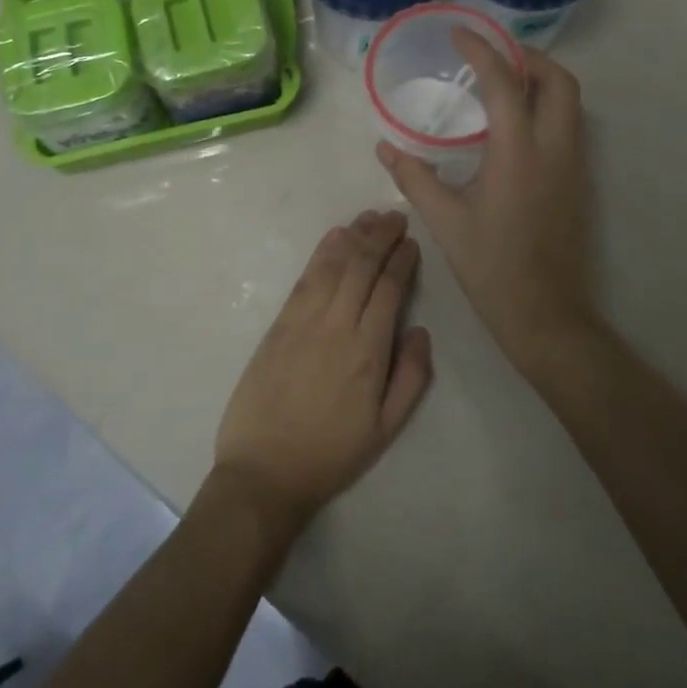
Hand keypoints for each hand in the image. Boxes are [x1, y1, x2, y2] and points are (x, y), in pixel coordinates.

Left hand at [213, 211, 433, 534]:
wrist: (264, 471)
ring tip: (370, 217)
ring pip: (334, 265)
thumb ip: (412, 378)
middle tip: (395, 217)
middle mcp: (337, 326)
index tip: (411, 242)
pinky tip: (334, 237)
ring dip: (354, 237)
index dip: (402, 261)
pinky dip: (322, 252)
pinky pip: (305, 278)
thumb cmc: (331, 454)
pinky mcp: (279, 323)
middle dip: (381, 237)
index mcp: (368, 352)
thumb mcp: (386, 430)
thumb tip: (422, 331)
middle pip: (362, 268)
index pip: (389, 290)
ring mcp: (304, 321)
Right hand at [377, 31, 596, 376]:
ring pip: (570, 102)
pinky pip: (568, 124)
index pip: (504, 83)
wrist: (545, 314)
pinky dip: (546, 106)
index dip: (481, 51)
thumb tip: (385, 147)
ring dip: (540, 80)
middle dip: (527, 57)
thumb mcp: (445, 221)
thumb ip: (413, 177)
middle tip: (491, 56)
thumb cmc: (491, 266)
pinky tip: (513, 124)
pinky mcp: (577, 181)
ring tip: (500, 82)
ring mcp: (573, 164)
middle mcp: (554, 148)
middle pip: (558, 80)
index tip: (458, 34)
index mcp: (518, 152)